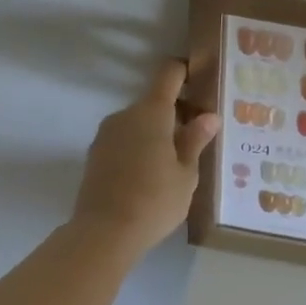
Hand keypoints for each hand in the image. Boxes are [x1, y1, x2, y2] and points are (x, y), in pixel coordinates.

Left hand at [71, 61, 220, 256]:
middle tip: (200, 136)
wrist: (104, 233)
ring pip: (139, 122)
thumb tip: (209, 116)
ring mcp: (106, 135)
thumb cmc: (155, 200)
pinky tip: (154, 173)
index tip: (202, 79)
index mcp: (152, 112)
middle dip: (177, 113)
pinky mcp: (96, 155)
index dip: (185, 71)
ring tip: (178, 160)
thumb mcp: (186, 173)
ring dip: (158, 132)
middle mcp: (125, 115)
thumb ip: (196, 140)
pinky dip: (141, 147)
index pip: (168, 74)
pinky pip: (125, 140)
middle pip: (155, 102)